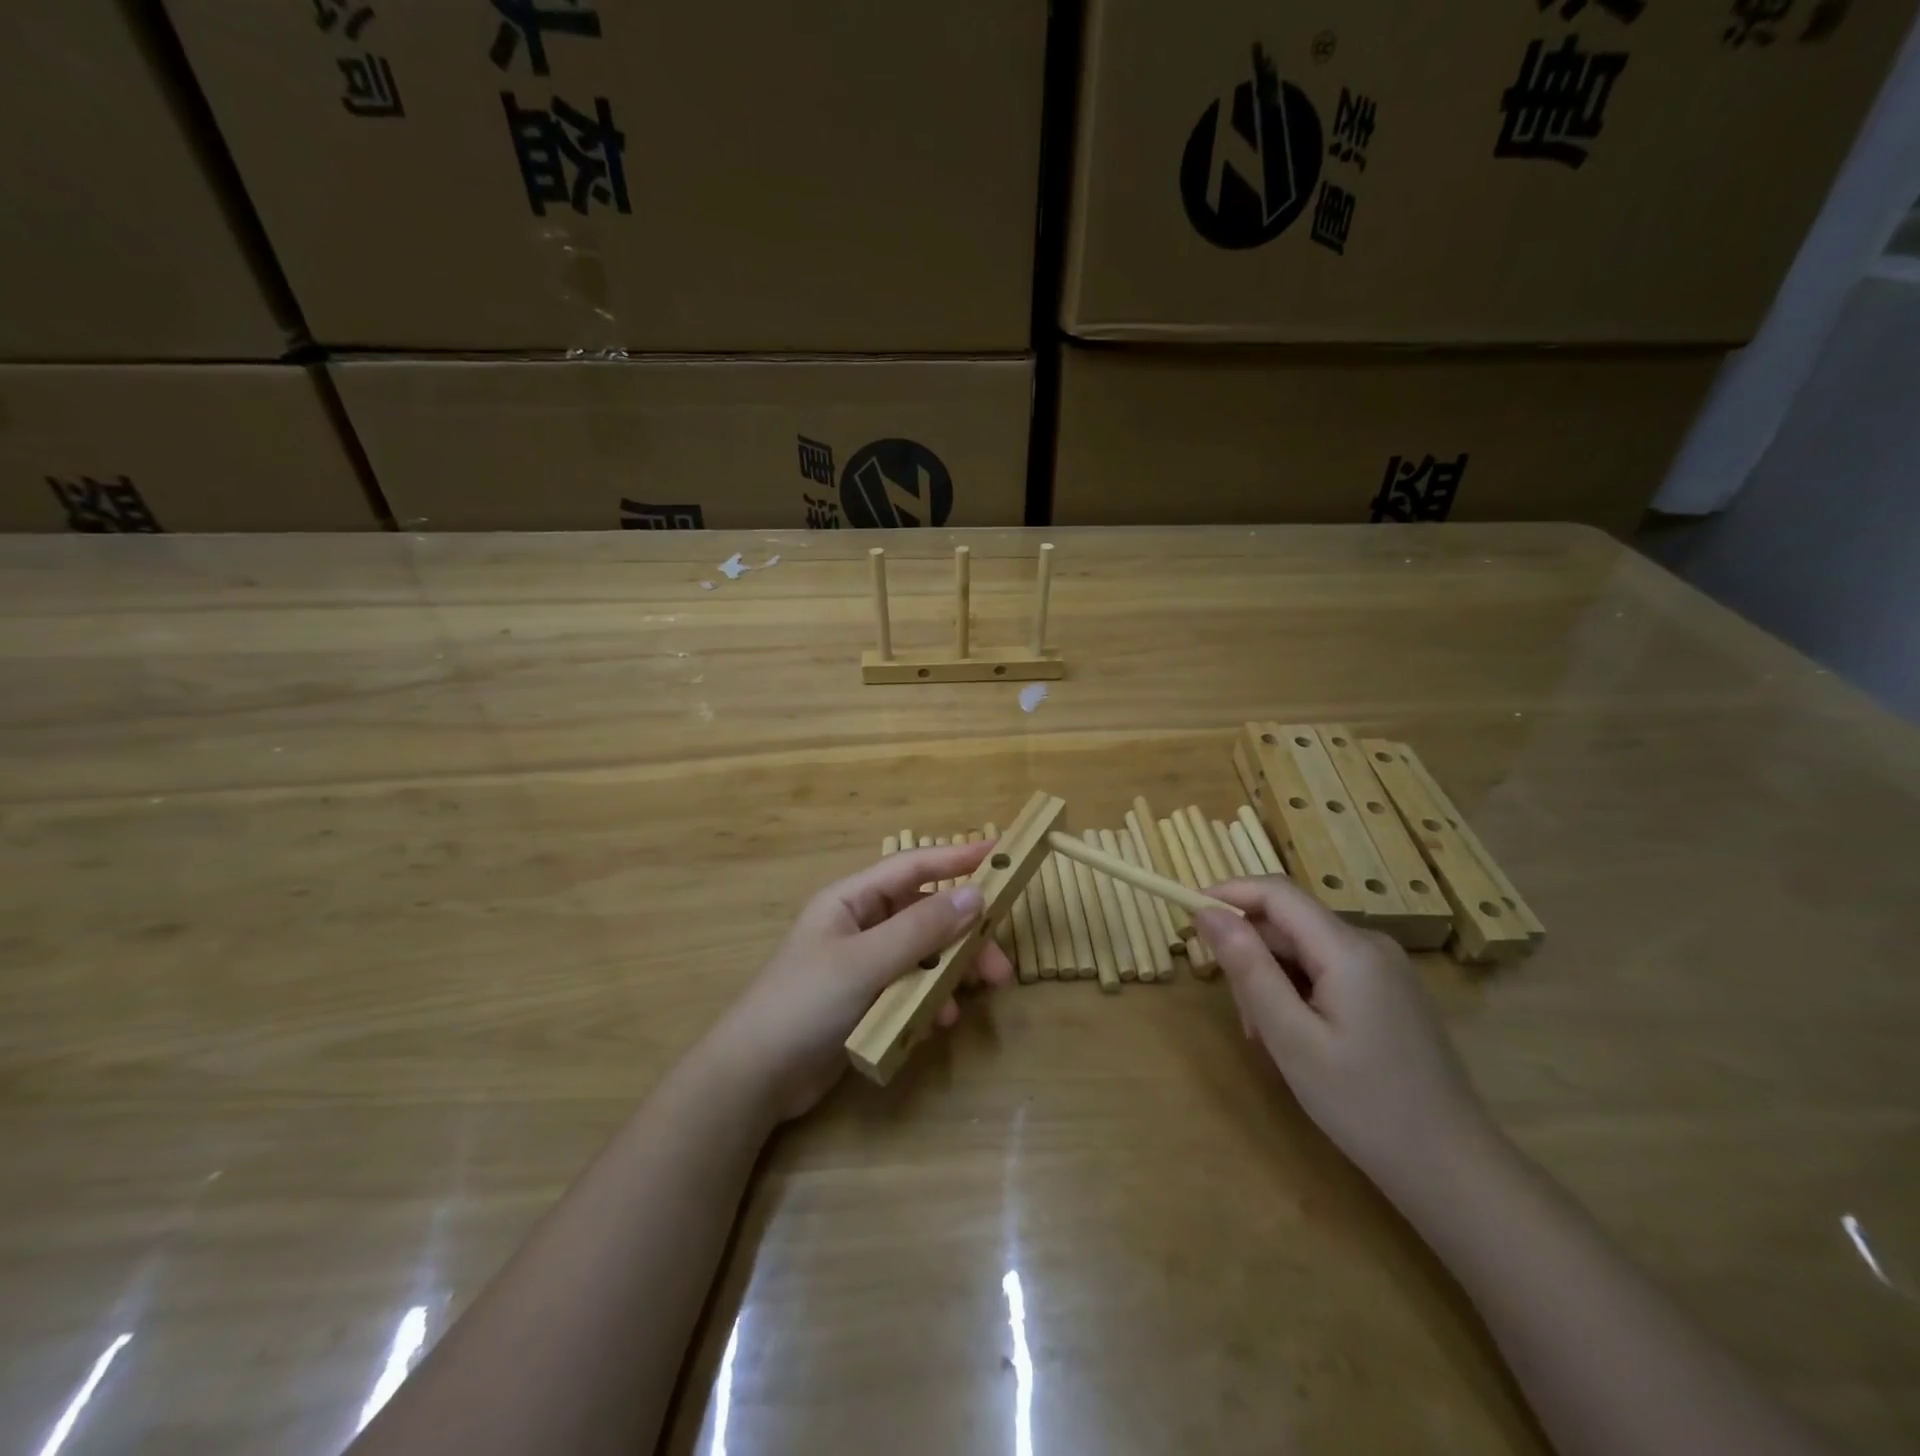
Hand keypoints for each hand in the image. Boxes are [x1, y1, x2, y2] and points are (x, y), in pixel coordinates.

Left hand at [706, 841, 1013, 1120]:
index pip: (913, 866)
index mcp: (852, 899)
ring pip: (925, 954)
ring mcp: (866, 964)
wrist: (755, 1078)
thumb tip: (976, 894)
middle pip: (926, 915)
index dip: (957, 857)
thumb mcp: (865, 961)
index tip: (1001, 853)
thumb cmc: (804, 1003)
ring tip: (980, 994)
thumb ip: (921, 929)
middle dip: (964, 935)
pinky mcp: (869, 1000)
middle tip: (999, 963)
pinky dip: (931, 998)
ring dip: (952, 970)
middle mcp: (862, 924)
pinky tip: (940, 1020)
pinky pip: (913, 987)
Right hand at [1193, 877, 1498, 1198]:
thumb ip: (1247, 968)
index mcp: (1349, 949)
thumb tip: (1206, 912)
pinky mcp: (1388, 992)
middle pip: (1288, 925)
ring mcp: (1385, 969)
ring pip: (1303, 951)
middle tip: (1245, 1022)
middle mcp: (1370, 945)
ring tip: (1273, 1042)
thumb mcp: (1291, 1038)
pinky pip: (1326, 971)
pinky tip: (1301, 1042)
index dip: (1228, 895)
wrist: (1453, 1170)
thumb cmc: (1364, 1106)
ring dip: (1273, 983)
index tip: (1188, 919)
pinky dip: (1298, 994)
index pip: (1276, 892)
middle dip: (1252, 958)